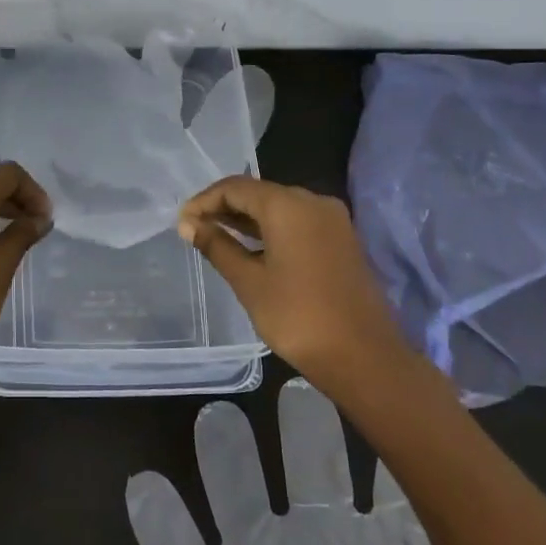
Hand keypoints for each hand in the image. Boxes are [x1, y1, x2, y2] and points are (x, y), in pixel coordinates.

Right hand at [127, 381, 517, 544]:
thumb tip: (488, 530)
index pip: (383, 487)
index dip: (384, 445)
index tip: (376, 394)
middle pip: (309, 477)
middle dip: (305, 432)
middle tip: (297, 386)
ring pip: (241, 501)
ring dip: (228, 463)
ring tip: (217, 419)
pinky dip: (161, 530)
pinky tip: (146, 489)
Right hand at [178, 176, 417, 394]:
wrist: (363, 356)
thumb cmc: (298, 317)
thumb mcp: (249, 281)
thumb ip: (217, 246)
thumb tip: (188, 224)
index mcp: (288, 205)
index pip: (235, 187)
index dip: (204, 201)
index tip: (182, 222)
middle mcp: (313, 202)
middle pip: (259, 192)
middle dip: (224, 207)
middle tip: (194, 229)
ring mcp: (332, 220)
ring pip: (279, 207)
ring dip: (246, 219)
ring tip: (215, 237)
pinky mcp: (341, 239)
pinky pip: (297, 222)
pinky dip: (270, 229)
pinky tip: (251, 248)